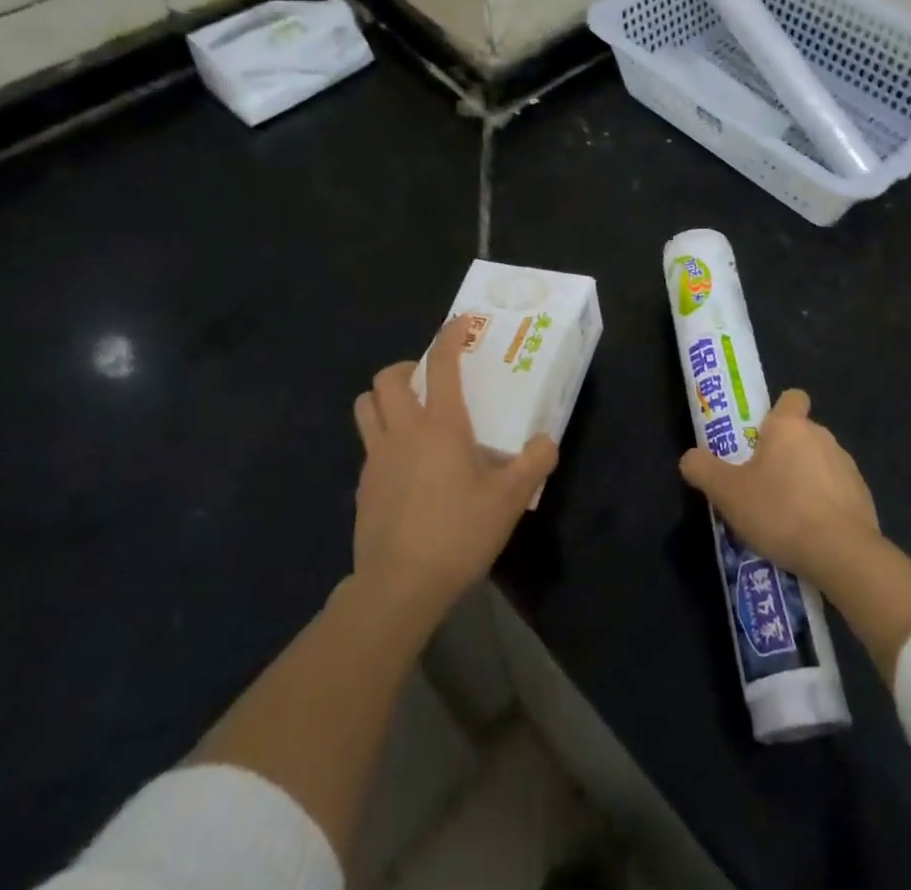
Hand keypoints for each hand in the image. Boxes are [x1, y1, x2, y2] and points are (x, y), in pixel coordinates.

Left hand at [352, 315, 557, 631]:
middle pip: (387, 378)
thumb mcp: (510, 500)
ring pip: (365, 407)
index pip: (442, 364)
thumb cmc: (458, 533)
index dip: (450, 336)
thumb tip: (546, 442)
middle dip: (406, 367)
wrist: (399, 587)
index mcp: (441, 426)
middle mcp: (403, 432)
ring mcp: (377, 459)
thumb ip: (534, 463)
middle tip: (428, 380)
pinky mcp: (363, 487)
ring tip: (409, 414)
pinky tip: (405, 467)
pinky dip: (383, 440)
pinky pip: (368, 446)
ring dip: (384, 399)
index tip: (460, 323)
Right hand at [679, 389, 879, 590]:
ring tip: (786, 516)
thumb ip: (703, 469)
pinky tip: (812, 533)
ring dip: (805, 479)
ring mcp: (847, 465)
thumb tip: (689, 458)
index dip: (778, 412)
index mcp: (789, 426)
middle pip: (801, 434)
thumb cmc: (780, 511)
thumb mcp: (727, 493)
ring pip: (820, 462)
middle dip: (785, 453)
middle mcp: (821, 436)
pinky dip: (825, 504)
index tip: (762, 437)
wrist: (842, 553)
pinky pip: (837, 491)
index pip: (791, 398)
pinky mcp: (863, 495)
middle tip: (762, 484)